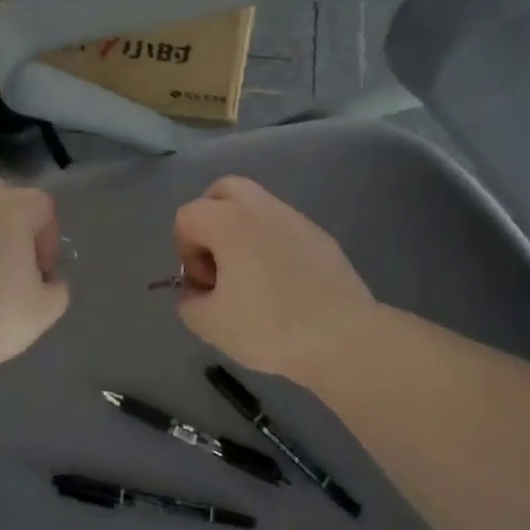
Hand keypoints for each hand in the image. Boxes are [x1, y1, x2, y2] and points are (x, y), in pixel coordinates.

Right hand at [172, 176, 375, 381]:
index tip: (205, 285)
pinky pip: (284, 228)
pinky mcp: (322, 237)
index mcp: (230, 222)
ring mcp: (297, 219)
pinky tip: (283, 285)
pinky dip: (272, 245)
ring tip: (251, 278)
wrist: (343, 338)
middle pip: (223, 191)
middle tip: (219, 263)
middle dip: (210, 221)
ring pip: (257, 207)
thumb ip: (189, 302)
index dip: (185, 251)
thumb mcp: (210, 324)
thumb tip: (196, 292)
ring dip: (243, 232)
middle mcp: (262, 209)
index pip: (188, 216)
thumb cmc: (270, 327)